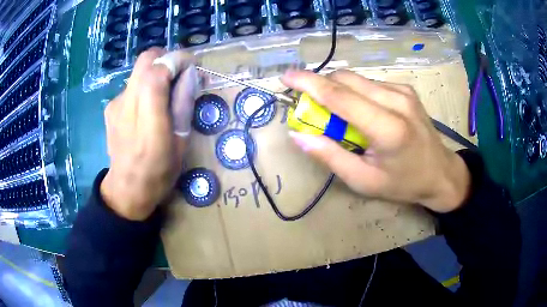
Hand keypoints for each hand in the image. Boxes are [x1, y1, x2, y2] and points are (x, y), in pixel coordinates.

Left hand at [100, 48, 196, 220]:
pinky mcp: (110, 107)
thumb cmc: (159, 172)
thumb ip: (183, 104)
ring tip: (164, 93)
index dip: (177, 60)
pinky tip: (146, 107)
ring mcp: (115, 104)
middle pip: (145, 60)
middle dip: (165, 58)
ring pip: (138, 70)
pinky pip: (131, 85)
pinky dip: (144, 86)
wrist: (127, 189)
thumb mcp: (180, 142)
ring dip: (155, 72)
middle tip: (177, 73)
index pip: (158, 70)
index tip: (191, 65)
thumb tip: (189, 74)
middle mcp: (127, 105)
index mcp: (149, 120)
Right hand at [282, 70, 470, 212]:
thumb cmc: (403, 183)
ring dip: (338, 89)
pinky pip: (370, 83)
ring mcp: (403, 91)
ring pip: (357, 79)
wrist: (441, 173)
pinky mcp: (406, 89)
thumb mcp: (363, 181)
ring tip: (336, 113)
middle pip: (346, 79)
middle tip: (309, 104)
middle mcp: (397, 100)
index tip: (286, 77)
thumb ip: (330, 156)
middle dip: (320, 85)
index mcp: (388, 128)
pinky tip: (360, 111)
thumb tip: (298, 135)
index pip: (340, 96)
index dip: (309, 83)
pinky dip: (355, 92)